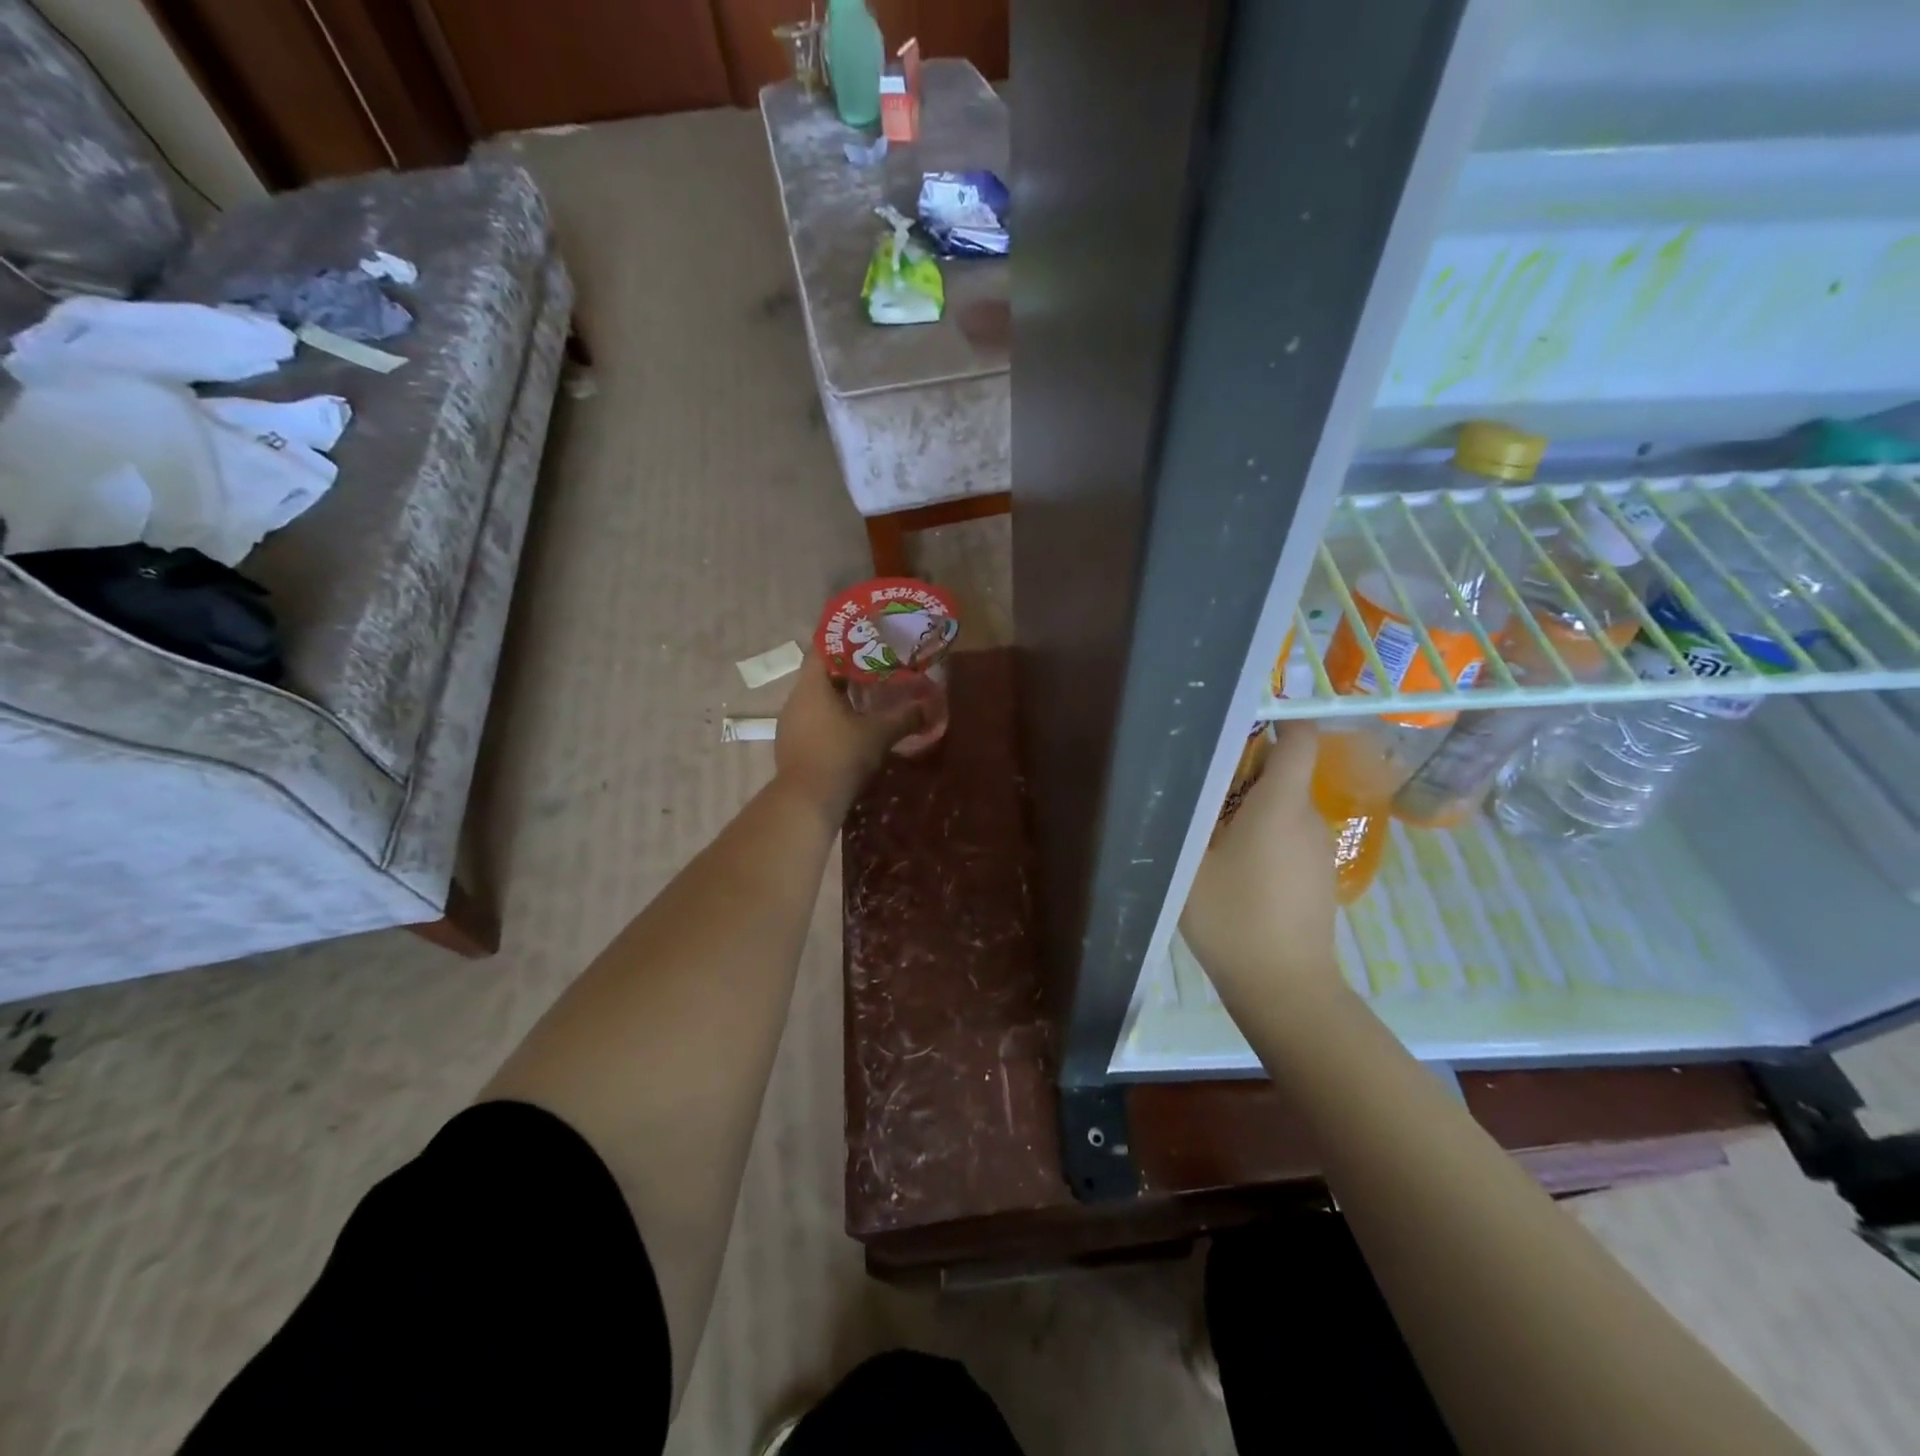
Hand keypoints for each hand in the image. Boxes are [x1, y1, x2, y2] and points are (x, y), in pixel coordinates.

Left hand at [774, 654, 925, 816]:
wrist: (806, 802)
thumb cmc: (841, 756)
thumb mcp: (880, 734)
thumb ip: (905, 716)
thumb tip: (930, 705)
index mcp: (812, 685)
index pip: (823, 648)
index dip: (846, 640)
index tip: (869, 638)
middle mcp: (795, 698)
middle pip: (822, 673)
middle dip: (849, 669)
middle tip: (878, 666)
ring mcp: (790, 723)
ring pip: (818, 698)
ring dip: (841, 695)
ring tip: (870, 695)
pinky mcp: (791, 745)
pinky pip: (814, 720)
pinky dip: (833, 717)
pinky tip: (854, 726)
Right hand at [1181, 722, 1340, 1013]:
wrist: (1285, 988)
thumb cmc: (1233, 919)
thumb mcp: (1190, 865)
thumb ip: (1186, 819)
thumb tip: (1179, 784)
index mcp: (1280, 805)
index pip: (1299, 739)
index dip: (1280, 716)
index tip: (1243, 713)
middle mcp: (1309, 818)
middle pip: (1283, 773)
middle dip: (1244, 770)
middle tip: (1197, 782)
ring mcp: (1318, 849)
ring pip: (1283, 807)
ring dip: (1249, 807)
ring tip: (1206, 827)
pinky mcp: (1318, 875)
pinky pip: (1289, 836)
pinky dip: (1262, 835)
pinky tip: (1231, 865)